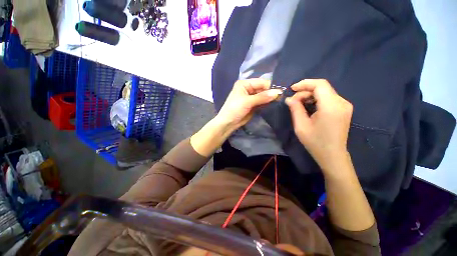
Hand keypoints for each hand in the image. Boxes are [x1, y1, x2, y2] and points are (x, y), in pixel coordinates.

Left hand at [215, 79, 282, 130]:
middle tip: (282, 97)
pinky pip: (262, 102)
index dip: (270, 86)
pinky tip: (274, 104)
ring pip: (263, 96)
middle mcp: (248, 89)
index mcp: (244, 84)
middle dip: (271, 92)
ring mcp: (251, 97)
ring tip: (280, 100)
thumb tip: (278, 92)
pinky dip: (267, 103)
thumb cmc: (235, 109)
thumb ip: (262, 97)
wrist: (228, 123)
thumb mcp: (247, 102)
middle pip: (262, 89)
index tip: (281, 91)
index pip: (260, 82)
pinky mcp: (253, 105)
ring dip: (270, 98)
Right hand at [285, 79, 352, 169]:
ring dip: (310, 95)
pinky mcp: (344, 109)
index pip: (320, 85)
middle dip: (305, 90)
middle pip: (322, 87)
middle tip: (293, 100)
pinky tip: (309, 106)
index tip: (292, 89)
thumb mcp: (301, 126)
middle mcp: (341, 102)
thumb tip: (289, 99)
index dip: (305, 83)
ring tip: (299, 103)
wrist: (332, 155)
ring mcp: (345, 105)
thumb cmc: (315, 142)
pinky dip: (317, 98)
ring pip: (325, 91)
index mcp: (331, 107)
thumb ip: (295, 109)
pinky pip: (329, 97)